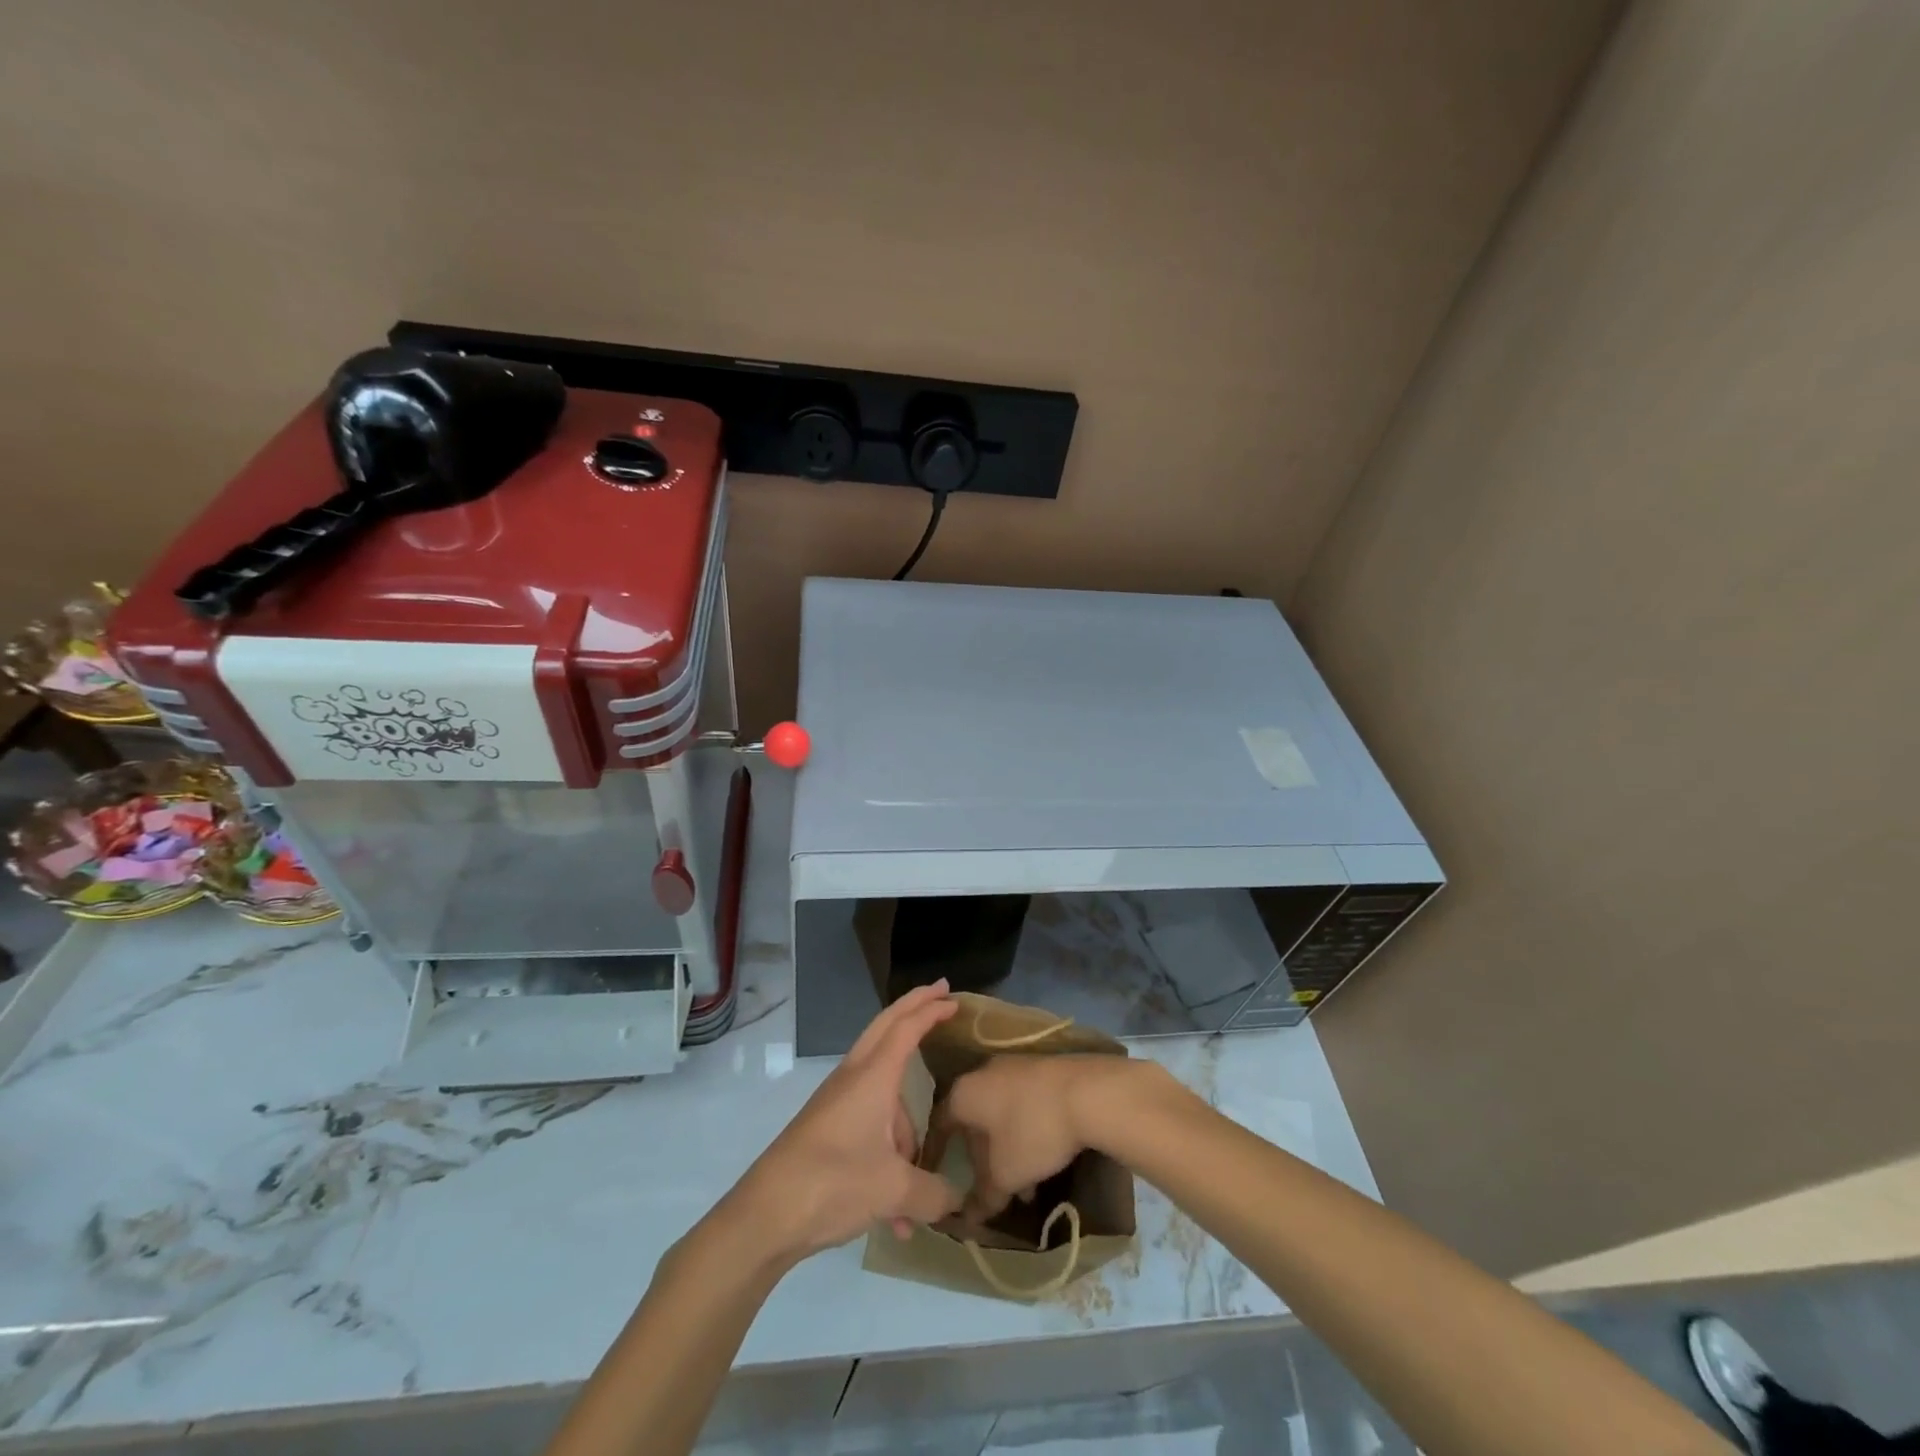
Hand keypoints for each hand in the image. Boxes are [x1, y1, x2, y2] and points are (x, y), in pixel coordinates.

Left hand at [727, 983, 962, 1261]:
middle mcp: (854, 1078)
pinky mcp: (827, 1128)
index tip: (954, 998)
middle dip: (915, 1009)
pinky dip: (888, 1159)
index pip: (906, 1028)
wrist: (765, 1216)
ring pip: (885, 1095)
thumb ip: (934, 1193)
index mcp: (873, 1077)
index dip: (931, 1010)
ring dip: (908, 1132)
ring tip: (918, 1194)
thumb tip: (956, 1201)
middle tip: (941, 993)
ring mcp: (837, 1102)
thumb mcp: (893, 1191)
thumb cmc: (833, 1183)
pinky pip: (871, 1127)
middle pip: (887, 1028)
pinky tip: (895, 1218)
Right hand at [942, 1053, 1157, 1221]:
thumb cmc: (1032, 1131)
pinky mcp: (1041, 1068)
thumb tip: (968, 1219)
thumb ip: (983, 1198)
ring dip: (1008, 1151)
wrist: (1087, 1092)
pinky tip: (1046, 1158)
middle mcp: (983, 1072)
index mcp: (964, 1093)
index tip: (937, 1175)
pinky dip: (1026, 1132)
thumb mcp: (1005, 1174)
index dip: (936, 1153)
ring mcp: (1014, 1066)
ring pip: (1001, 1115)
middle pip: (973, 1121)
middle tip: (993, 1190)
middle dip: (982, 1159)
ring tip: (1027, 1187)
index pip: (939, 1124)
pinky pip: (1023, 1103)